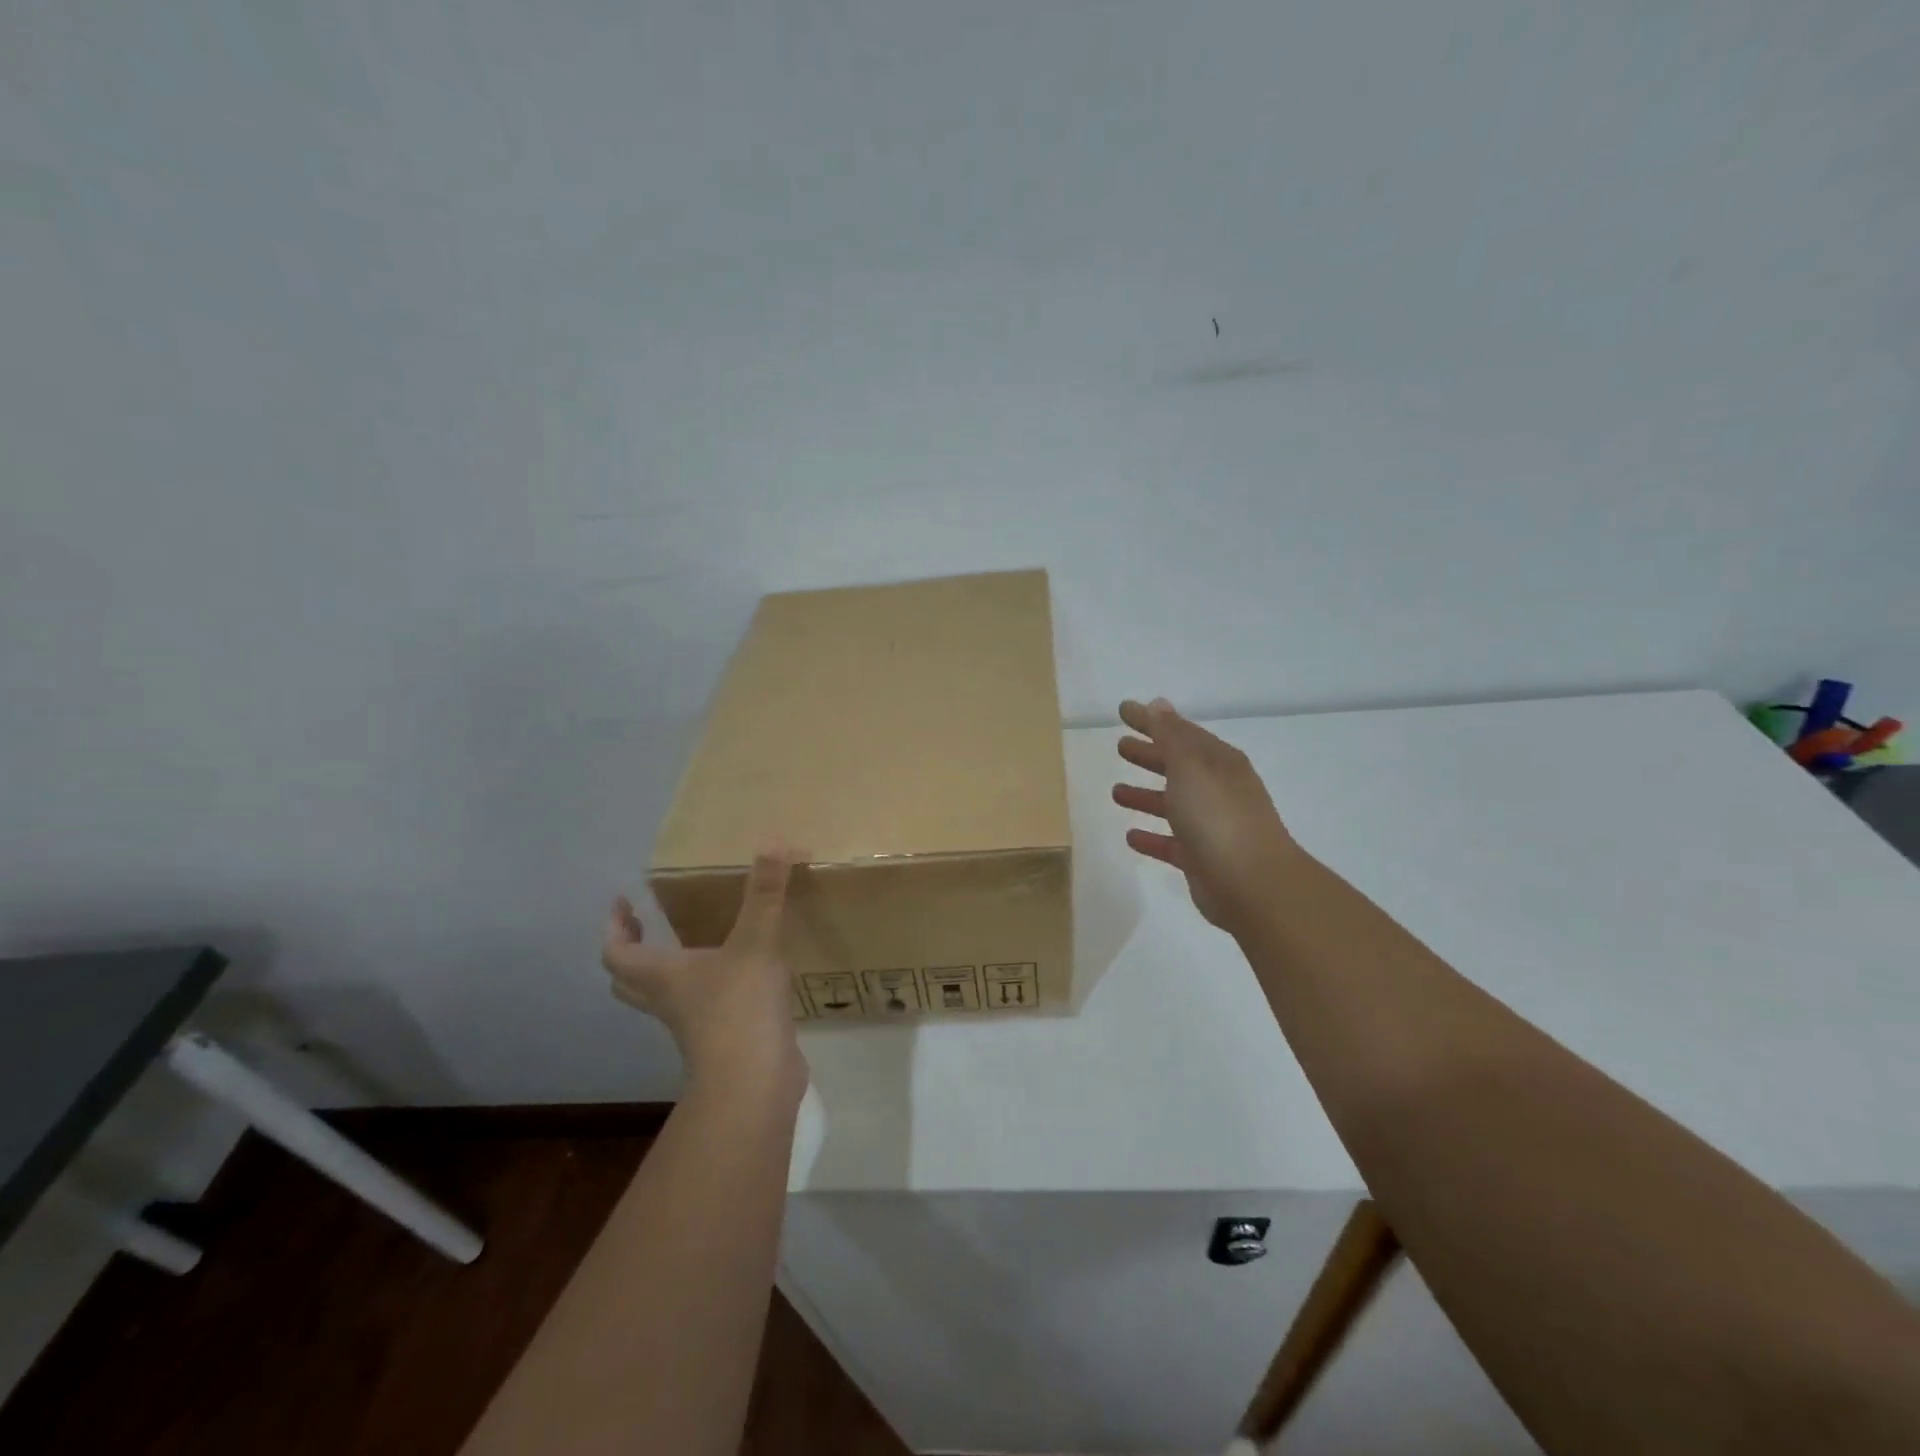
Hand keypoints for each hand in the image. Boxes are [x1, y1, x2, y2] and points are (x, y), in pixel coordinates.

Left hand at [603, 849, 805, 1105]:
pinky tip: (742, 974)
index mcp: (663, 976)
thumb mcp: (755, 941)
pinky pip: (704, 1010)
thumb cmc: (739, 1008)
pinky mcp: (723, 1040)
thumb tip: (773, 840)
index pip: (617, 953)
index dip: (614, 927)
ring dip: (668, 972)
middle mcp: (670, 1000)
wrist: (754, 1084)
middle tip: (646, 925)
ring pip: (666, 998)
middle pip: (630, 981)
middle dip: (632, 952)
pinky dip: (710, 990)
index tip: (622, 901)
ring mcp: (695, 1025)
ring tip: (695, 944)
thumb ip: (765, 893)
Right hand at [1112, 697, 1300, 933]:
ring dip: (1145, 796)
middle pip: (1177, 766)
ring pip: (1172, 805)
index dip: (1152, 721)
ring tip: (1115, 791)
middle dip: (1150, 755)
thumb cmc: (1218, 816)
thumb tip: (1158, 703)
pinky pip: (1170, 843)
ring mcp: (1210, 826)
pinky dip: (1151, 837)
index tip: (1122, 710)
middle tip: (1120, 746)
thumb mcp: (1190, 766)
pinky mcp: (1200, 859)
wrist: (1252, 883)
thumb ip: (1171, 735)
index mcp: (1218, 762)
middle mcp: (1216, 790)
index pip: (1180, 733)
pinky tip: (1129, 836)